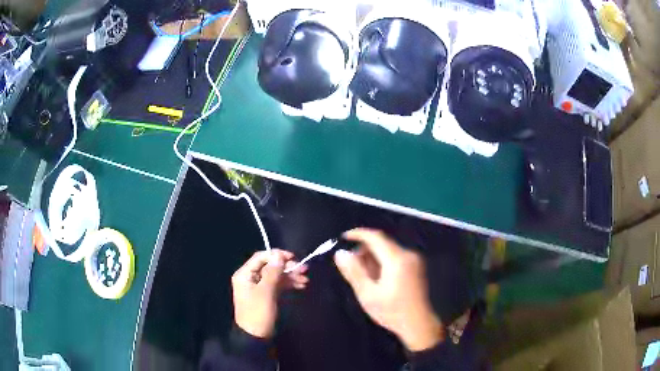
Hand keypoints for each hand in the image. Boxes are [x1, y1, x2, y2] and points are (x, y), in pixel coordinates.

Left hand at [232, 249, 308, 337]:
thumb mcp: (266, 292)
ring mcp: (258, 287)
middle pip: (270, 266)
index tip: (293, 258)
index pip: (261, 257)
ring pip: (276, 275)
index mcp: (245, 274)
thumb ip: (273, 272)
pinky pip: (277, 284)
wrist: (256, 336)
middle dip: (287, 267)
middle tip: (304, 269)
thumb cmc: (258, 312)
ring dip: (290, 276)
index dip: (277, 255)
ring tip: (305, 279)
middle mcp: (250, 278)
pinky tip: (300, 285)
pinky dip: (288, 284)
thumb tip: (279, 254)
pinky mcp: (266, 295)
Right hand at [334, 228, 443, 351]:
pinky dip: (383, 261)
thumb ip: (354, 272)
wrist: (418, 324)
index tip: (343, 237)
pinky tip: (376, 278)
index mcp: (397, 260)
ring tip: (363, 275)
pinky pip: (395, 256)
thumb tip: (340, 253)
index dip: (358, 234)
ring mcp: (414, 260)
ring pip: (388, 249)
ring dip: (373, 256)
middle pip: (382, 242)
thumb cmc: (391, 311)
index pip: (376, 237)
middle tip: (351, 265)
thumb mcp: (368, 294)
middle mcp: (408, 255)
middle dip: (364, 249)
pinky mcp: (416, 266)